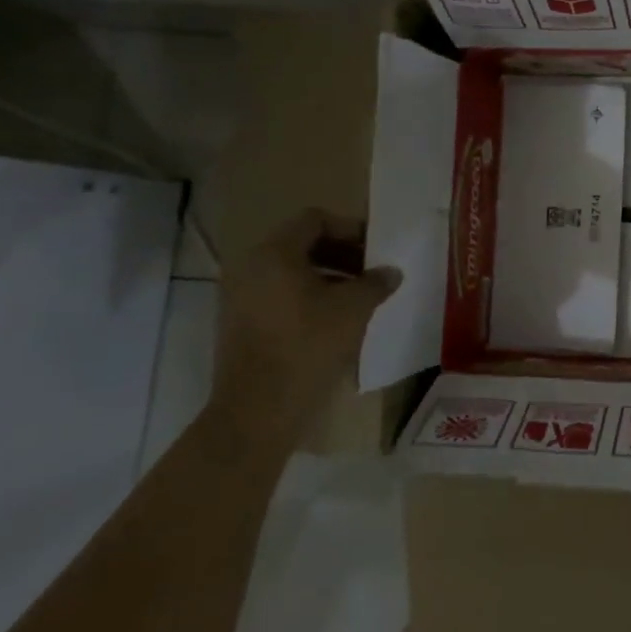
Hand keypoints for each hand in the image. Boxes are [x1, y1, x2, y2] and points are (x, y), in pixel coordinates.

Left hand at [214, 209, 399, 443]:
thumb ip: (375, 283)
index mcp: (274, 254)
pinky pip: (279, 296)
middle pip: (302, 244)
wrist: (258, 411)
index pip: (314, 220)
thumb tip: (390, 272)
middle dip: (342, 254)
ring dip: (328, 277)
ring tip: (359, 298)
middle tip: (372, 273)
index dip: (350, 228)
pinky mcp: (240, 324)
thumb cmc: (308, 347)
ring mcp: (240, 297)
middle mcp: (250, 267)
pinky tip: (335, 321)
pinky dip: (308, 298)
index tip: (376, 249)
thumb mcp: (353, 309)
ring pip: (291, 273)